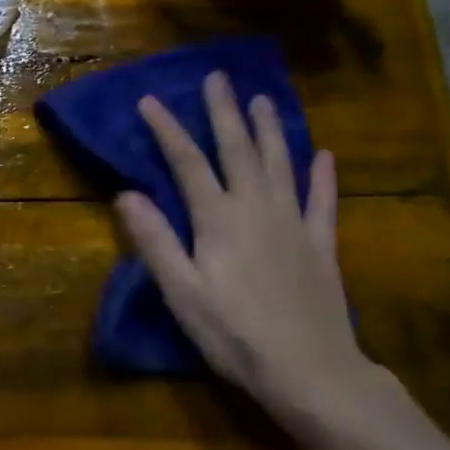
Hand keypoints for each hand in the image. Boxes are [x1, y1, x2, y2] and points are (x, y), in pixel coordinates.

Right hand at [116, 71, 387, 433]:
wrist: (311, 372)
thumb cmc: (235, 335)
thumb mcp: (182, 293)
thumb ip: (155, 241)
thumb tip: (126, 194)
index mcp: (219, 220)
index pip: (187, 163)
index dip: (167, 129)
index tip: (150, 100)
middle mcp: (257, 209)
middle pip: (238, 150)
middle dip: (225, 112)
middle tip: (218, 78)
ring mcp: (294, 224)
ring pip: (280, 164)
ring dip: (270, 130)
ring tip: (263, 99)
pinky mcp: (321, 245)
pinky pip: (322, 201)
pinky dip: (322, 176)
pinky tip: (323, 155)